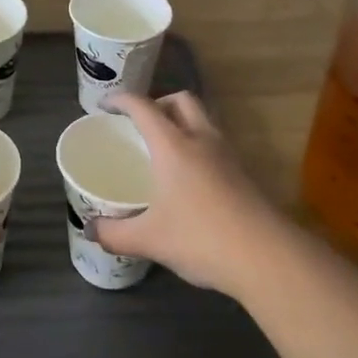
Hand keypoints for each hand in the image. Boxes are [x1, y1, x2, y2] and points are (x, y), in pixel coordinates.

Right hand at [91, 92, 289, 296]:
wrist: (267, 257)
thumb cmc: (201, 238)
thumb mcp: (149, 239)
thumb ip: (114, 233)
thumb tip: (90, 230)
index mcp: (173, 145)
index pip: (143, 107)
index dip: (121, 100)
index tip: (105, 106)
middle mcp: (201, 139)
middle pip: (181, 100)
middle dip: (158, 103)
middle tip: (140, 124)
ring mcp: (227, 155)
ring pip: (203, 119)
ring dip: (182, 122)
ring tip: (164, 148)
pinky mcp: (243, 173)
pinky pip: (215, 143)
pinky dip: (198, 145)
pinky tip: (189, 177)